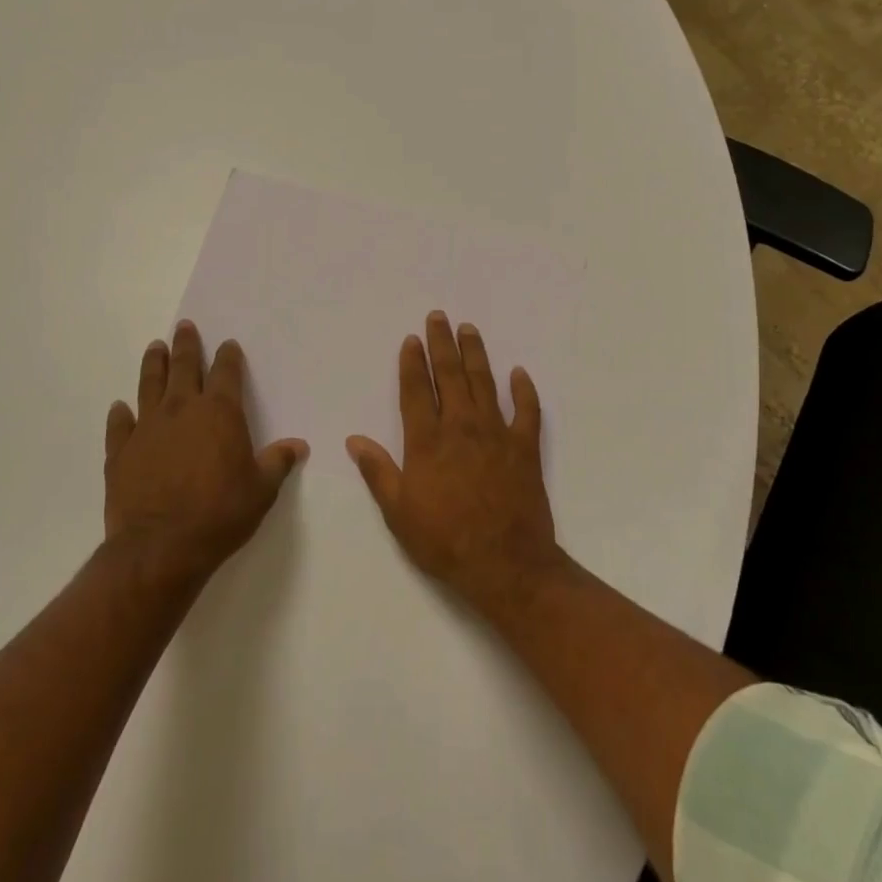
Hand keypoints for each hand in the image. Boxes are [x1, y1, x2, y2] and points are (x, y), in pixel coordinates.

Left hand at [104, 321, 307, 584]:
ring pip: (149, 385)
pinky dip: (121, 414)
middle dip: (185, 345)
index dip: (228, 356)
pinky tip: (120, 407)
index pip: (226, 372)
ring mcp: (147, 428)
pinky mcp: (121, 451)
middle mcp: (181, 410)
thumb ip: (277, 462)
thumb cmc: (220, 514)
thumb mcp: (261, 490)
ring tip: (154, 348)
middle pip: (183, 367)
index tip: (227, 345)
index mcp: (219, 412)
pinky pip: (120, 425)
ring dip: (153, 364)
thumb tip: (298, 446)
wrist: (160, 548)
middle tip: (184, 327)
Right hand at [347, 311, 562, 613]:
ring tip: (469, 329)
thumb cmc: (444, 540)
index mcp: (427, 441)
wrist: (505, 564)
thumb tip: (354, 439)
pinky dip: (524, 390)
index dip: (413, 362)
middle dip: (442, 343)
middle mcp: (461, 427)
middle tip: (439, 317)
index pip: (417, 390)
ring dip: (476, 354)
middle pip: (450, 375)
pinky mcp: (525, 447)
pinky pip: (527, 411)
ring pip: (484, 383)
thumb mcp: (399, 512)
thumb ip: (378, 471)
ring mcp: (496, 434)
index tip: (412, 339)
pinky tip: (519, 373)